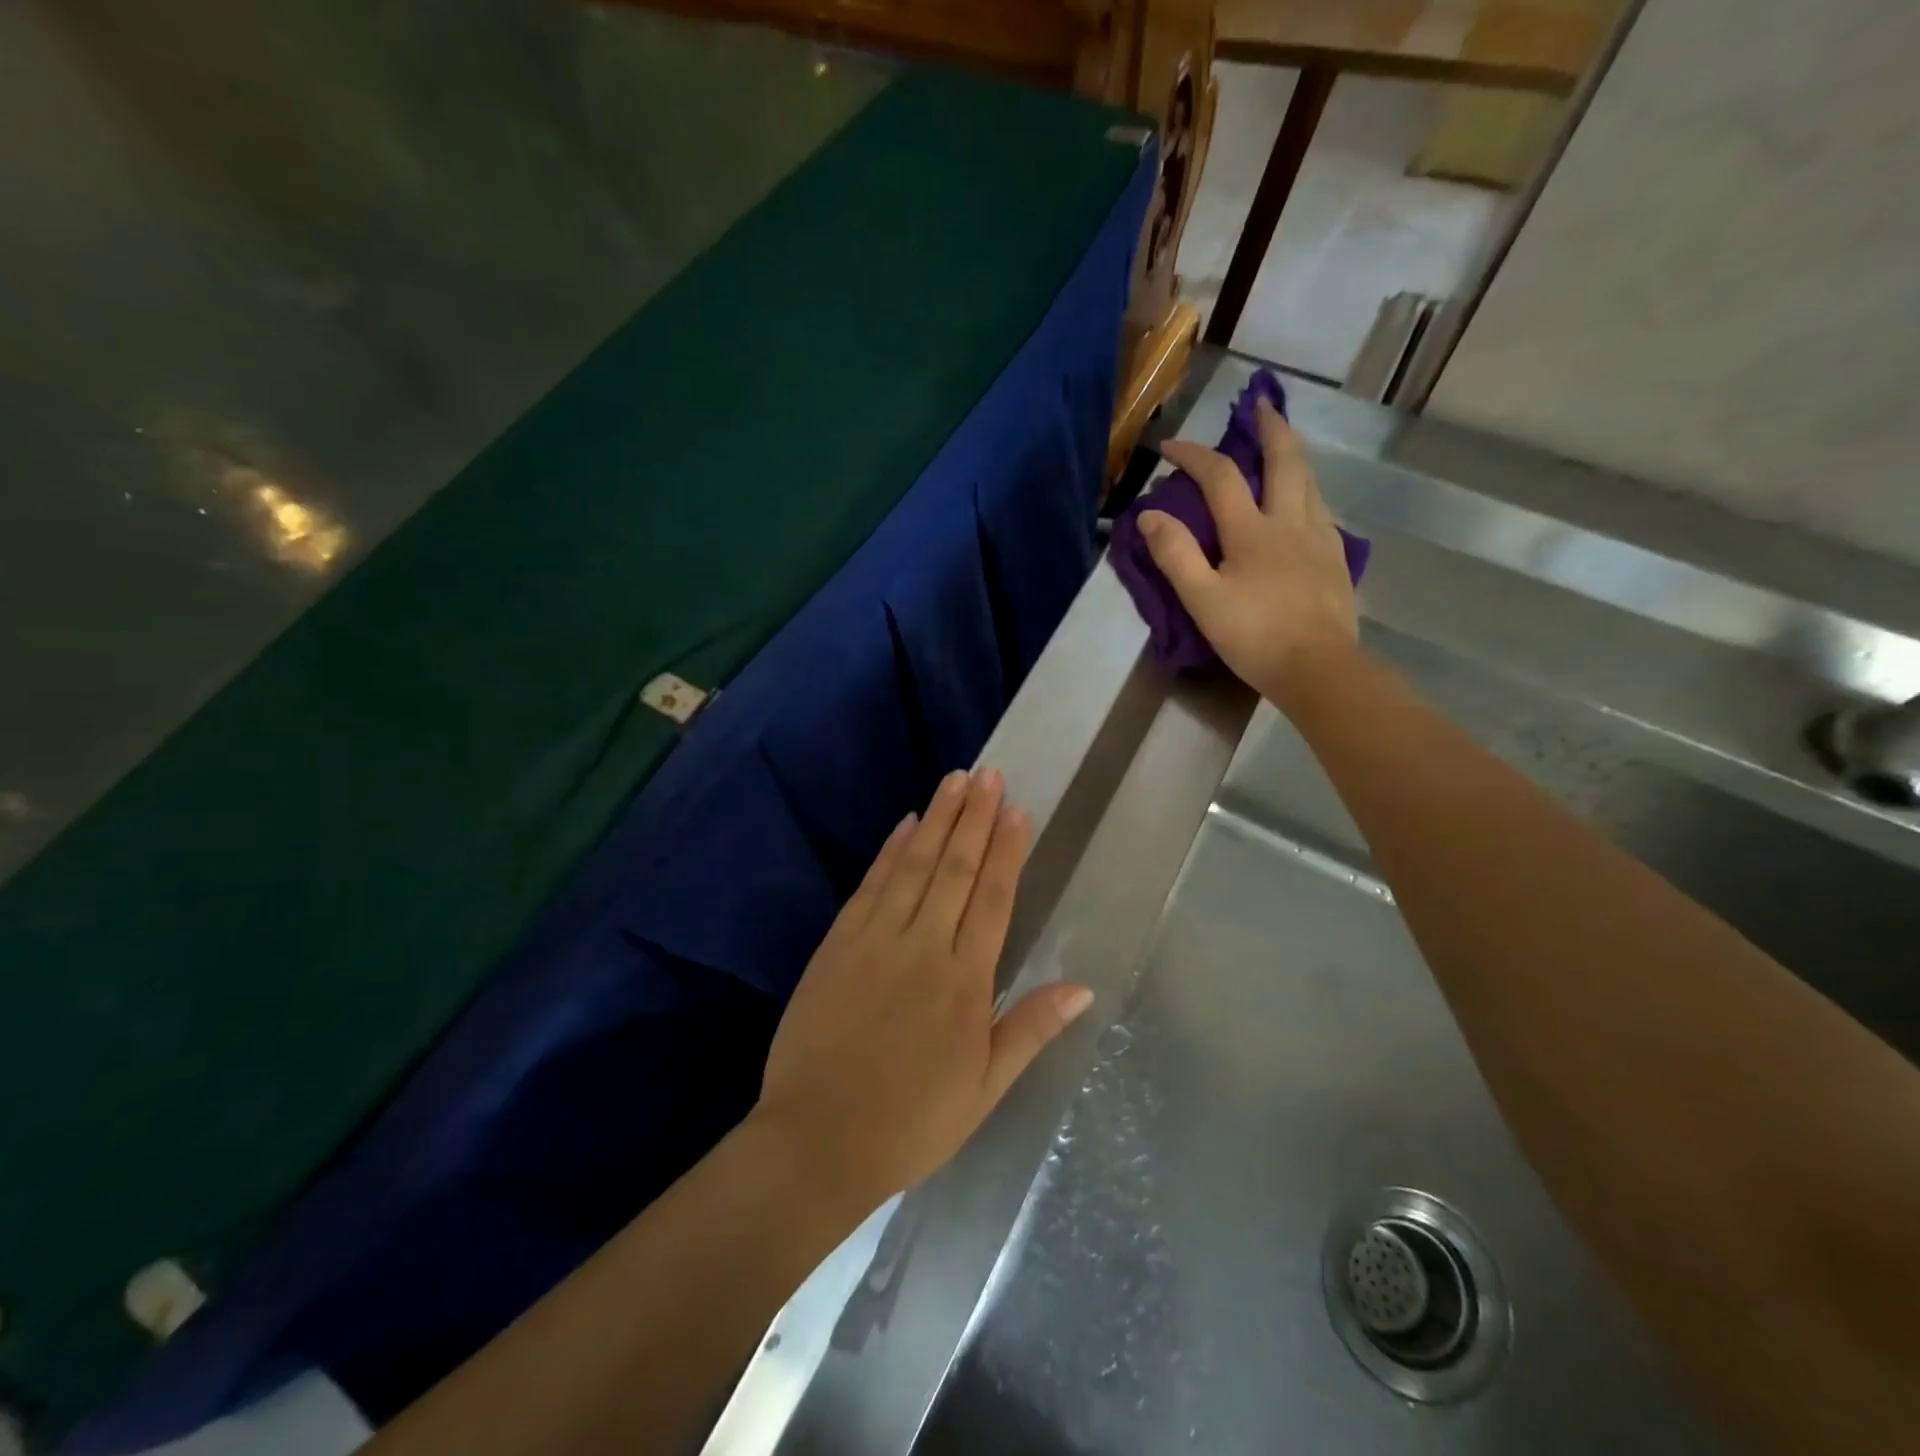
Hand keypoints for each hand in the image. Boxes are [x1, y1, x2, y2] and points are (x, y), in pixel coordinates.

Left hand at [754, 769, 1093, 1208]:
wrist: (817, 1141)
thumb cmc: (911, 1122)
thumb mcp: (984, 1088)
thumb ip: (1031, 1029)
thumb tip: (1083, 987)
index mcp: (965, 981)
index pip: (993, 898)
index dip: (1006, 850)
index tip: (1016, 809)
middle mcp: (924, 946)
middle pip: (956, 869)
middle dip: (974, 817)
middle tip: (988, 774)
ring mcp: (876, 940)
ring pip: (915, 866)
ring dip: (936, 820)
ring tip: (955, 780)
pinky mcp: (838, 944)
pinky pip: (872, 886)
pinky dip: (891, 852)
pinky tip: (905, 825)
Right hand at [1139, 397, 1359, 703]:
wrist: (1318, 669)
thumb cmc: (1254, 636)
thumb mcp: (1202, 600)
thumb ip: (1176, 555)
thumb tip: (1150, 515)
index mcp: (1252, 531)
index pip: (1220, 477)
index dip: (1193, 455)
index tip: (1169, 447)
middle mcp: (1290, 522)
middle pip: (1285, 461)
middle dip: (1270, 428)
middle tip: (1261, 406)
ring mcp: (1320, 538)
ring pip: (1309, 482)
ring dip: (1293, 455)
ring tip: (1281, 445)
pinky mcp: (1335, 560)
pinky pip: (1320, 509)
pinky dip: (1306, 490)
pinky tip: (1302, 502)